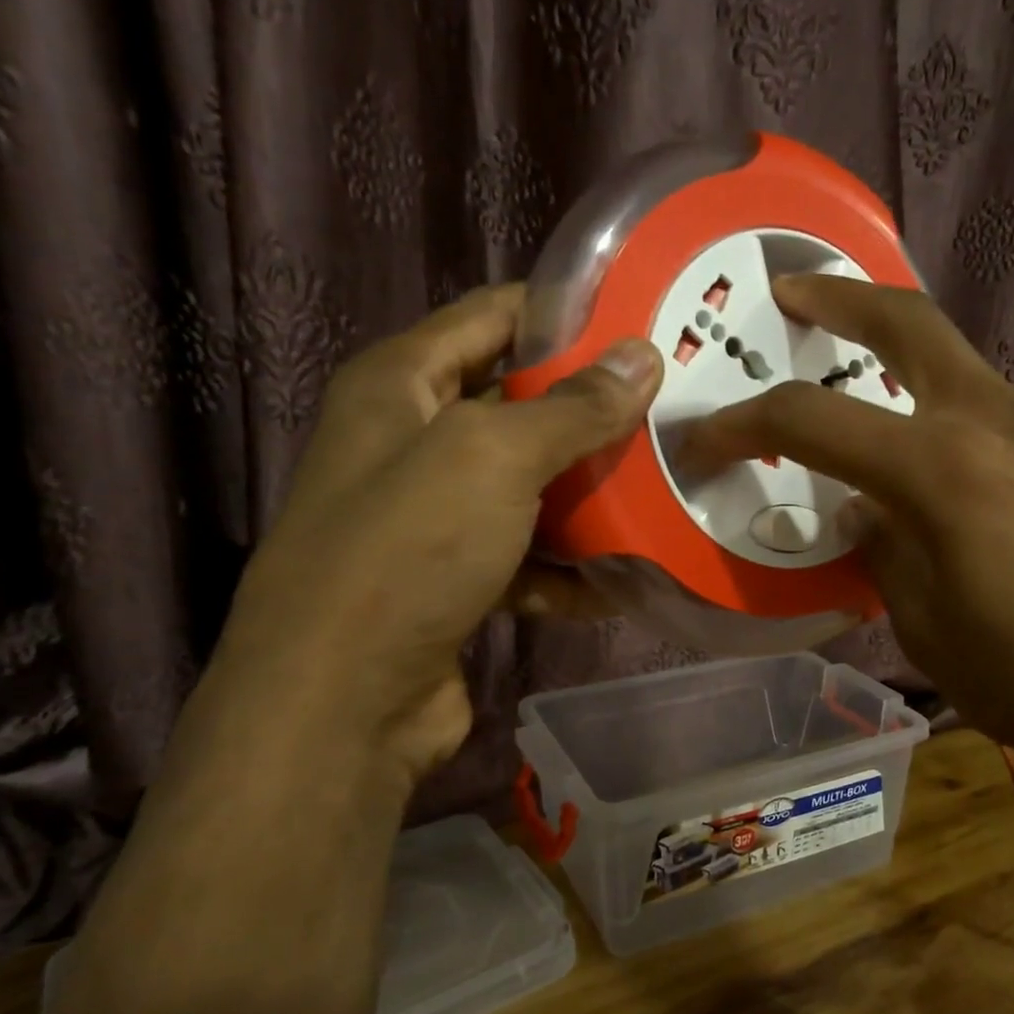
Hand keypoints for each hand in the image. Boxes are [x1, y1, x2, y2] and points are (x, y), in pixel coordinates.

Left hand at [216, 284, 660, 781]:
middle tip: (670, 408)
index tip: (640, 317)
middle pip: (518, 406)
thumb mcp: (493, 459)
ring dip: (589, 495)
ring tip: (665, 487)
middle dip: (590, 411)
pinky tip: (623, 577)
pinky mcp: (456, 581)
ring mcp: (434, 518)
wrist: (343, 701)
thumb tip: (641, 357)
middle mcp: (412, 443)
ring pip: (530, 488)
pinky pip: (527, 558)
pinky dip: (569, 569)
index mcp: (400, 385)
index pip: (491, 317)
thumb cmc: (409, 551)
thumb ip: (571, 409)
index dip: (562, 311)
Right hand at [684, 275, 1013, 802]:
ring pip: (962, 375)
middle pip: (910, 324)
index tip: (705, 437)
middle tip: (792, 292)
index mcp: (943, 470)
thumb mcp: (925, 628)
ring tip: (874, 419)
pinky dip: (958, 435)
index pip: (815, 420)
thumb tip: (864, 513)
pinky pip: (1004, 426)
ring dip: (905, 375)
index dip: (745, 423)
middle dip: (840, 300)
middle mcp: (1000, 424)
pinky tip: (961, 492)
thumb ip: (883, 552)